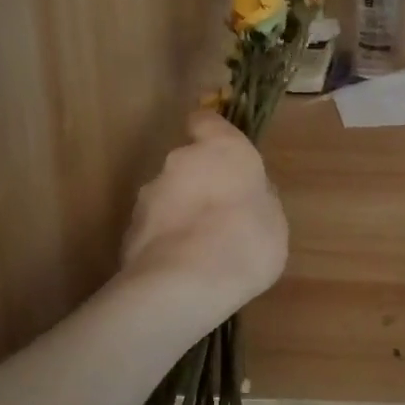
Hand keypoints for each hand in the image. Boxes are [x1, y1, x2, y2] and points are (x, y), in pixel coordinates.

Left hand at [120, 112, 287, 330]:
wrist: (185, 284)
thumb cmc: (246, 241)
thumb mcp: (274, 220)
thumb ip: (260, 199)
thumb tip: (251, 194)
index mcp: (223, 150)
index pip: (207, 120)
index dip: (212, 132)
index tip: (221, 149)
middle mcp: (181, 161)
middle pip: (189, 163)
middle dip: (201, 183)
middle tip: (222, 215)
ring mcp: (150, 194)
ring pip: (170, 195)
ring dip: (182, 212)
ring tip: (202, 249)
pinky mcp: (130, 228)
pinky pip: (155, 227)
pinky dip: (167, 239)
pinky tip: (184, 267)